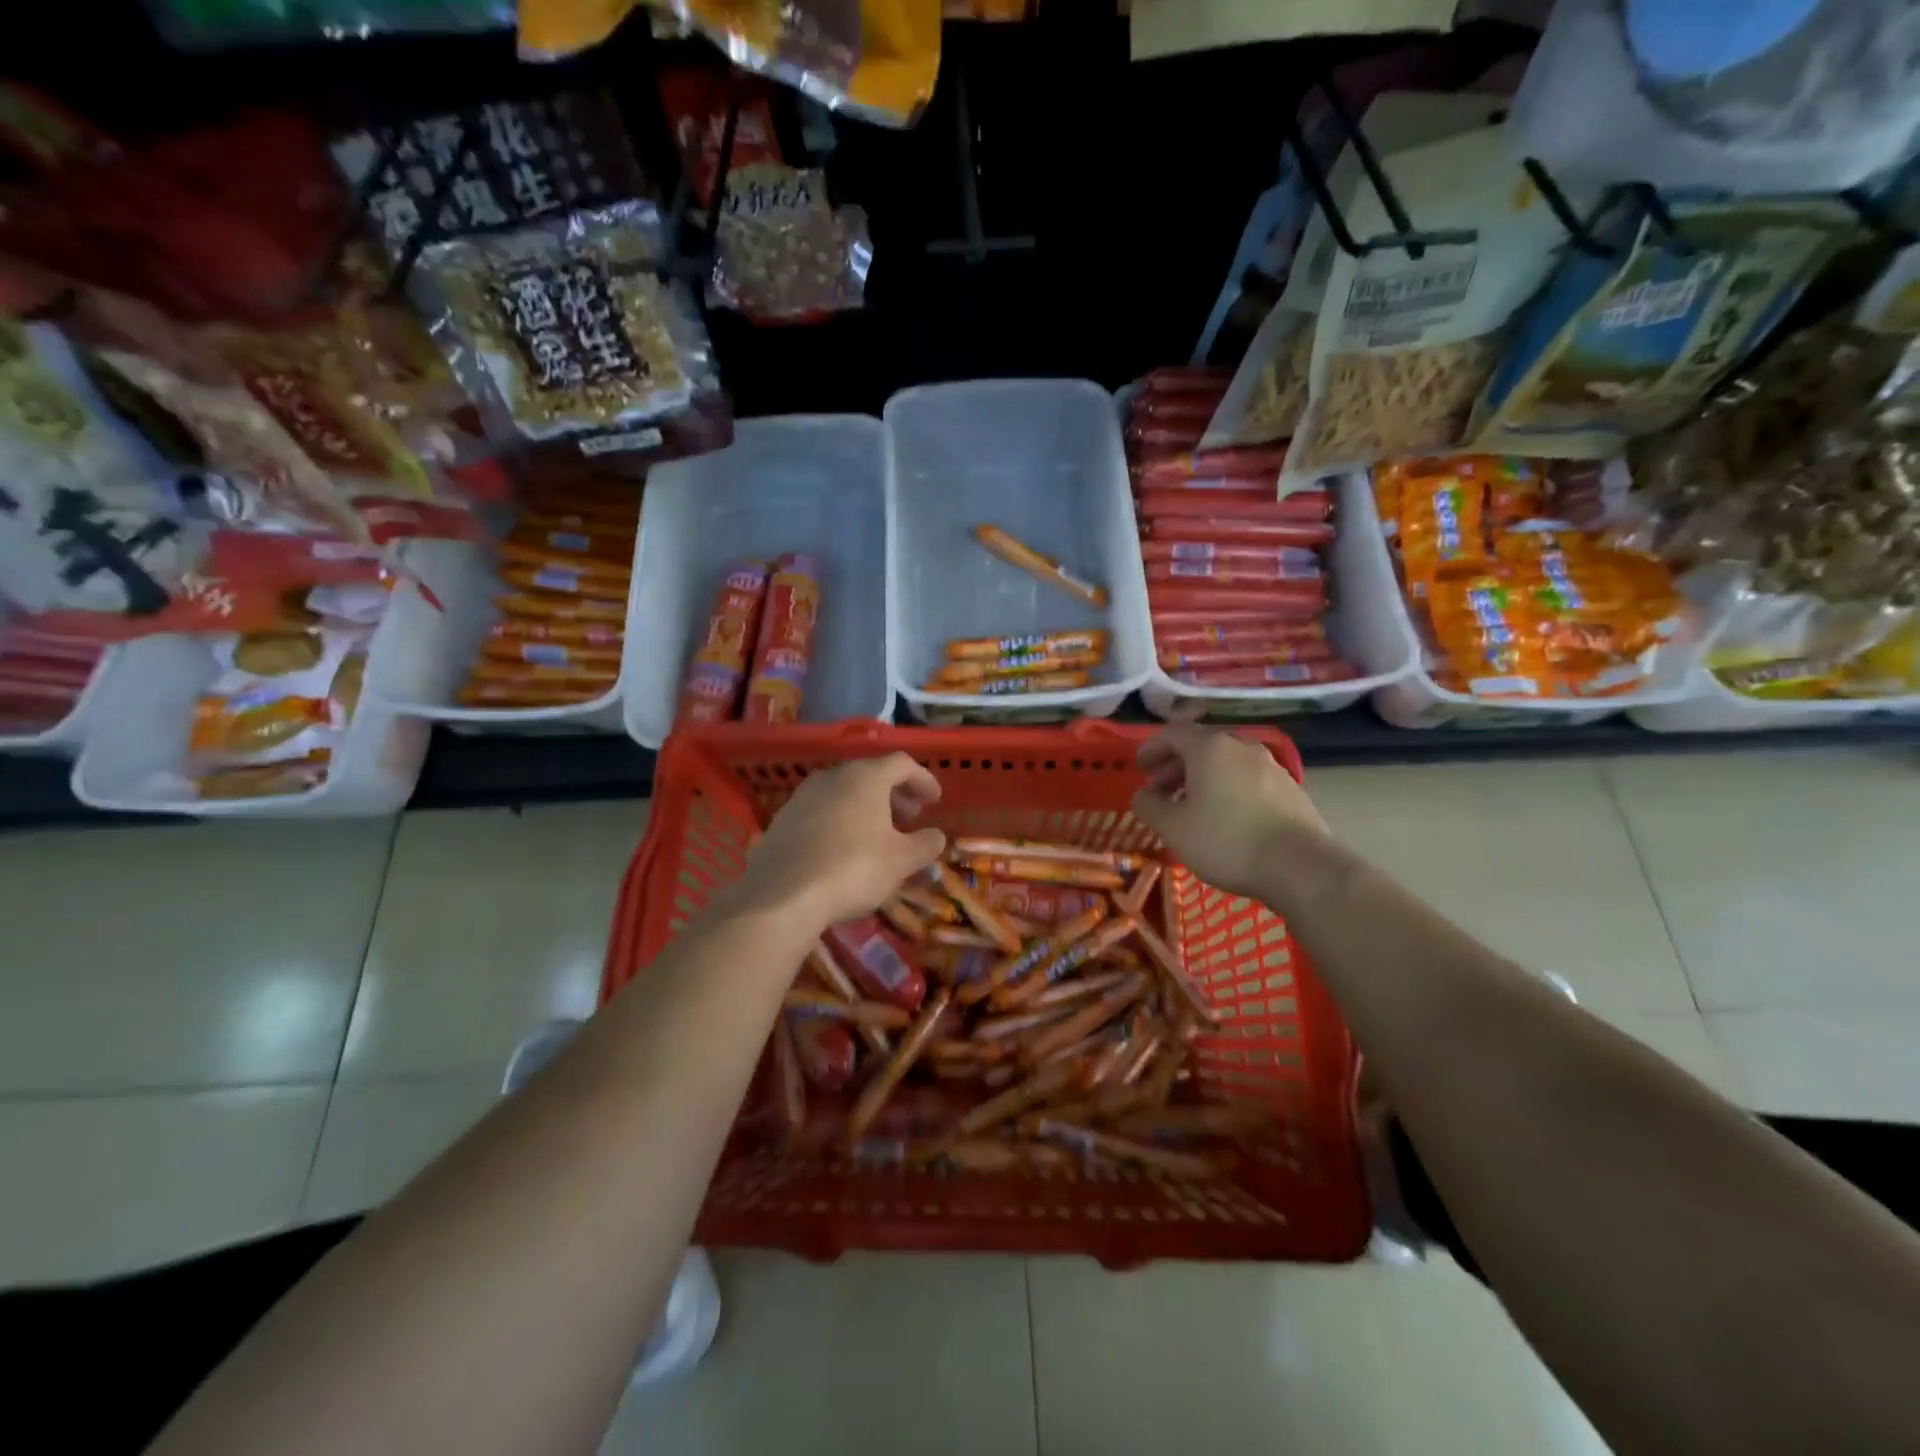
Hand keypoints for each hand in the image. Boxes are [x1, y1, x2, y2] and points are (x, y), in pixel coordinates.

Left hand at [732, 753, 946, 925]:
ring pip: (844, 792)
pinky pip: (822, 811)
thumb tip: (937, 836)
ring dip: (867, 808)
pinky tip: (845, 848)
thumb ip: (925, 844)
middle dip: (895, 794)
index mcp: (865, 776)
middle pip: (871, 775)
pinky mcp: (782, 819)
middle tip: (910, 816)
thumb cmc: (853, 868)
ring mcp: (803, 796)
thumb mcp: (901, 860)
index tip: (934, 800)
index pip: (902, 764)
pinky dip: (841, 820)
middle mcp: (832, 776)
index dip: (923, 779)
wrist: (781, 895)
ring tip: (880, 835)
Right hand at [1130, 723, 1329, 898]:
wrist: (1301, 867)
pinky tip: (1226, 820)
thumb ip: (1149, 806)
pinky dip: (1228, 791)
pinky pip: (1248, 782)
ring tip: (1192, 809)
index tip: (1140, 768)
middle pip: (1201, 747)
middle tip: (1161, 791)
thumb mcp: (1173, 828)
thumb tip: (1142, 794)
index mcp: (1211, 748)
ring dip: (1203, 780)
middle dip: (1176, 766)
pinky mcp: (1291, 790)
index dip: (1152, 748)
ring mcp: (1272, 767)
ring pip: (1227, 764)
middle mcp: (1242, 748)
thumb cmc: (1226, 840)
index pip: (1173, 732)